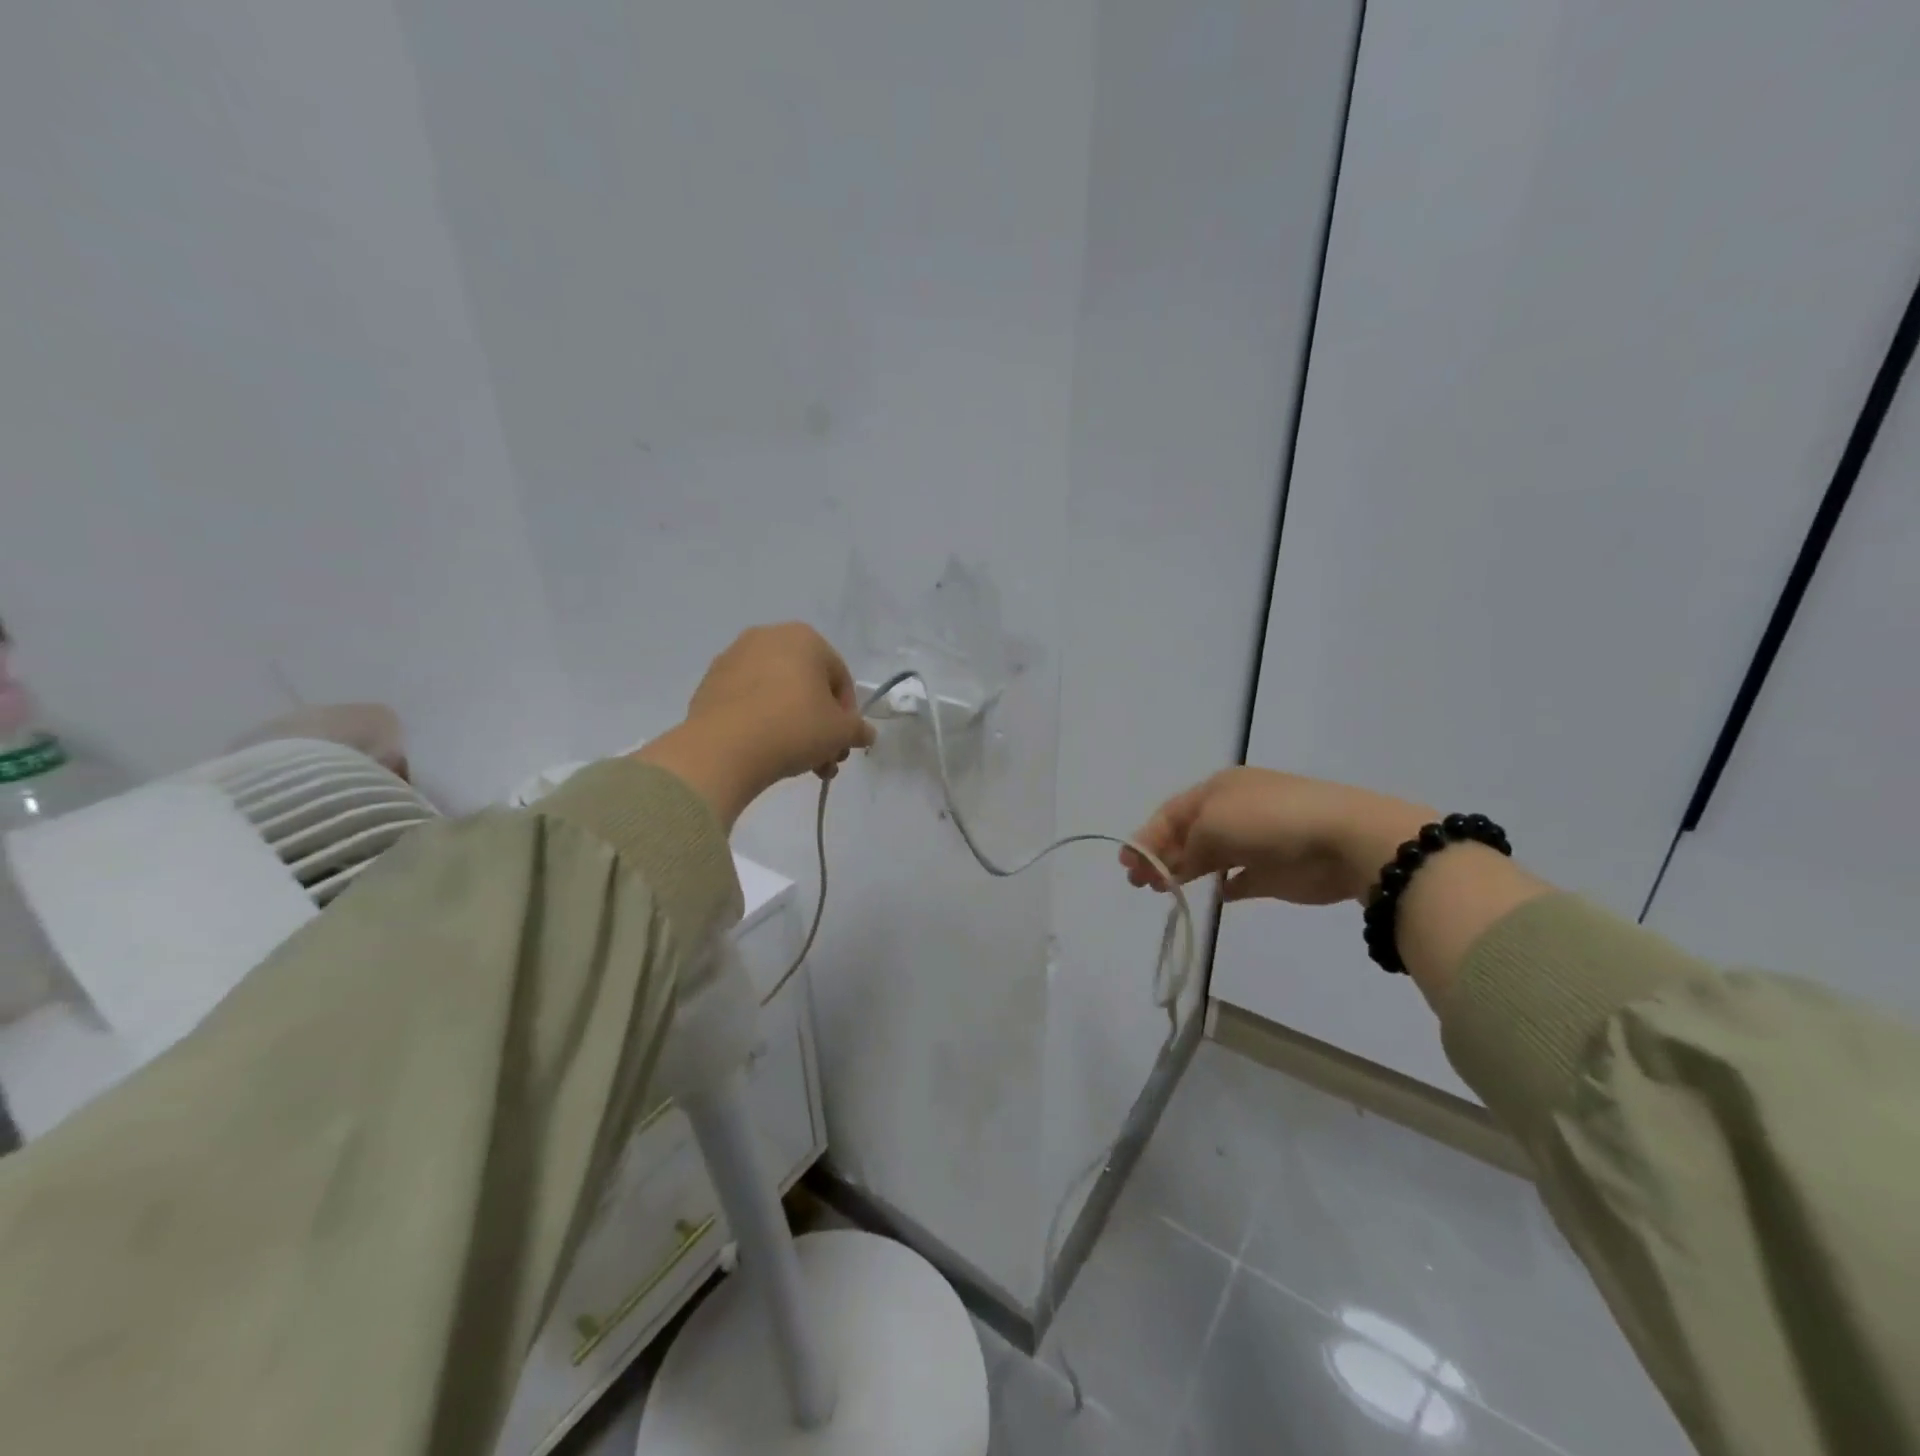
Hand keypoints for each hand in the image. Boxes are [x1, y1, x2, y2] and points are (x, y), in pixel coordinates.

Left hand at [635, 624, 876, 825]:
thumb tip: (864, 733)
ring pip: (778, 696)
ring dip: (793, 728)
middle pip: (807, 687)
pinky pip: (749, 703)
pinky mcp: (709, 684)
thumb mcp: (841, 733)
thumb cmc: (793, 727)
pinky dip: (762, 723)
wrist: (723, 748)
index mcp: (804, 637)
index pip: (840, 678)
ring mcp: (733, 659)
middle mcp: (767, 637)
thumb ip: (858, 729)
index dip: (847, 715)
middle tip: (824, 759)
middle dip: (820, 725)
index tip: (842, 743)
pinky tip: (766, 752)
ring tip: (797, 764)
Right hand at [1120, 768, 1432, 906]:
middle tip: (1139, 882)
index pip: (1171, 813)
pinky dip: (1226, 884)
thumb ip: (1185, 848)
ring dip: (1185, 871)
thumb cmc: (1269, 821)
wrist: (1344, 840)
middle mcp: (1234, 811)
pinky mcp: (1277, 871)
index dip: (1146, 837)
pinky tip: (1215, 894)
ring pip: (1210, 856)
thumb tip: (1171, 867)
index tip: (1127, 864)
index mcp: (1218, 790)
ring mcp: (1257, 841)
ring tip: (1164, 891)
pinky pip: (1242, 877)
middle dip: (1160, 855)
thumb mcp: (1213, 825)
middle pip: (1187, 834)